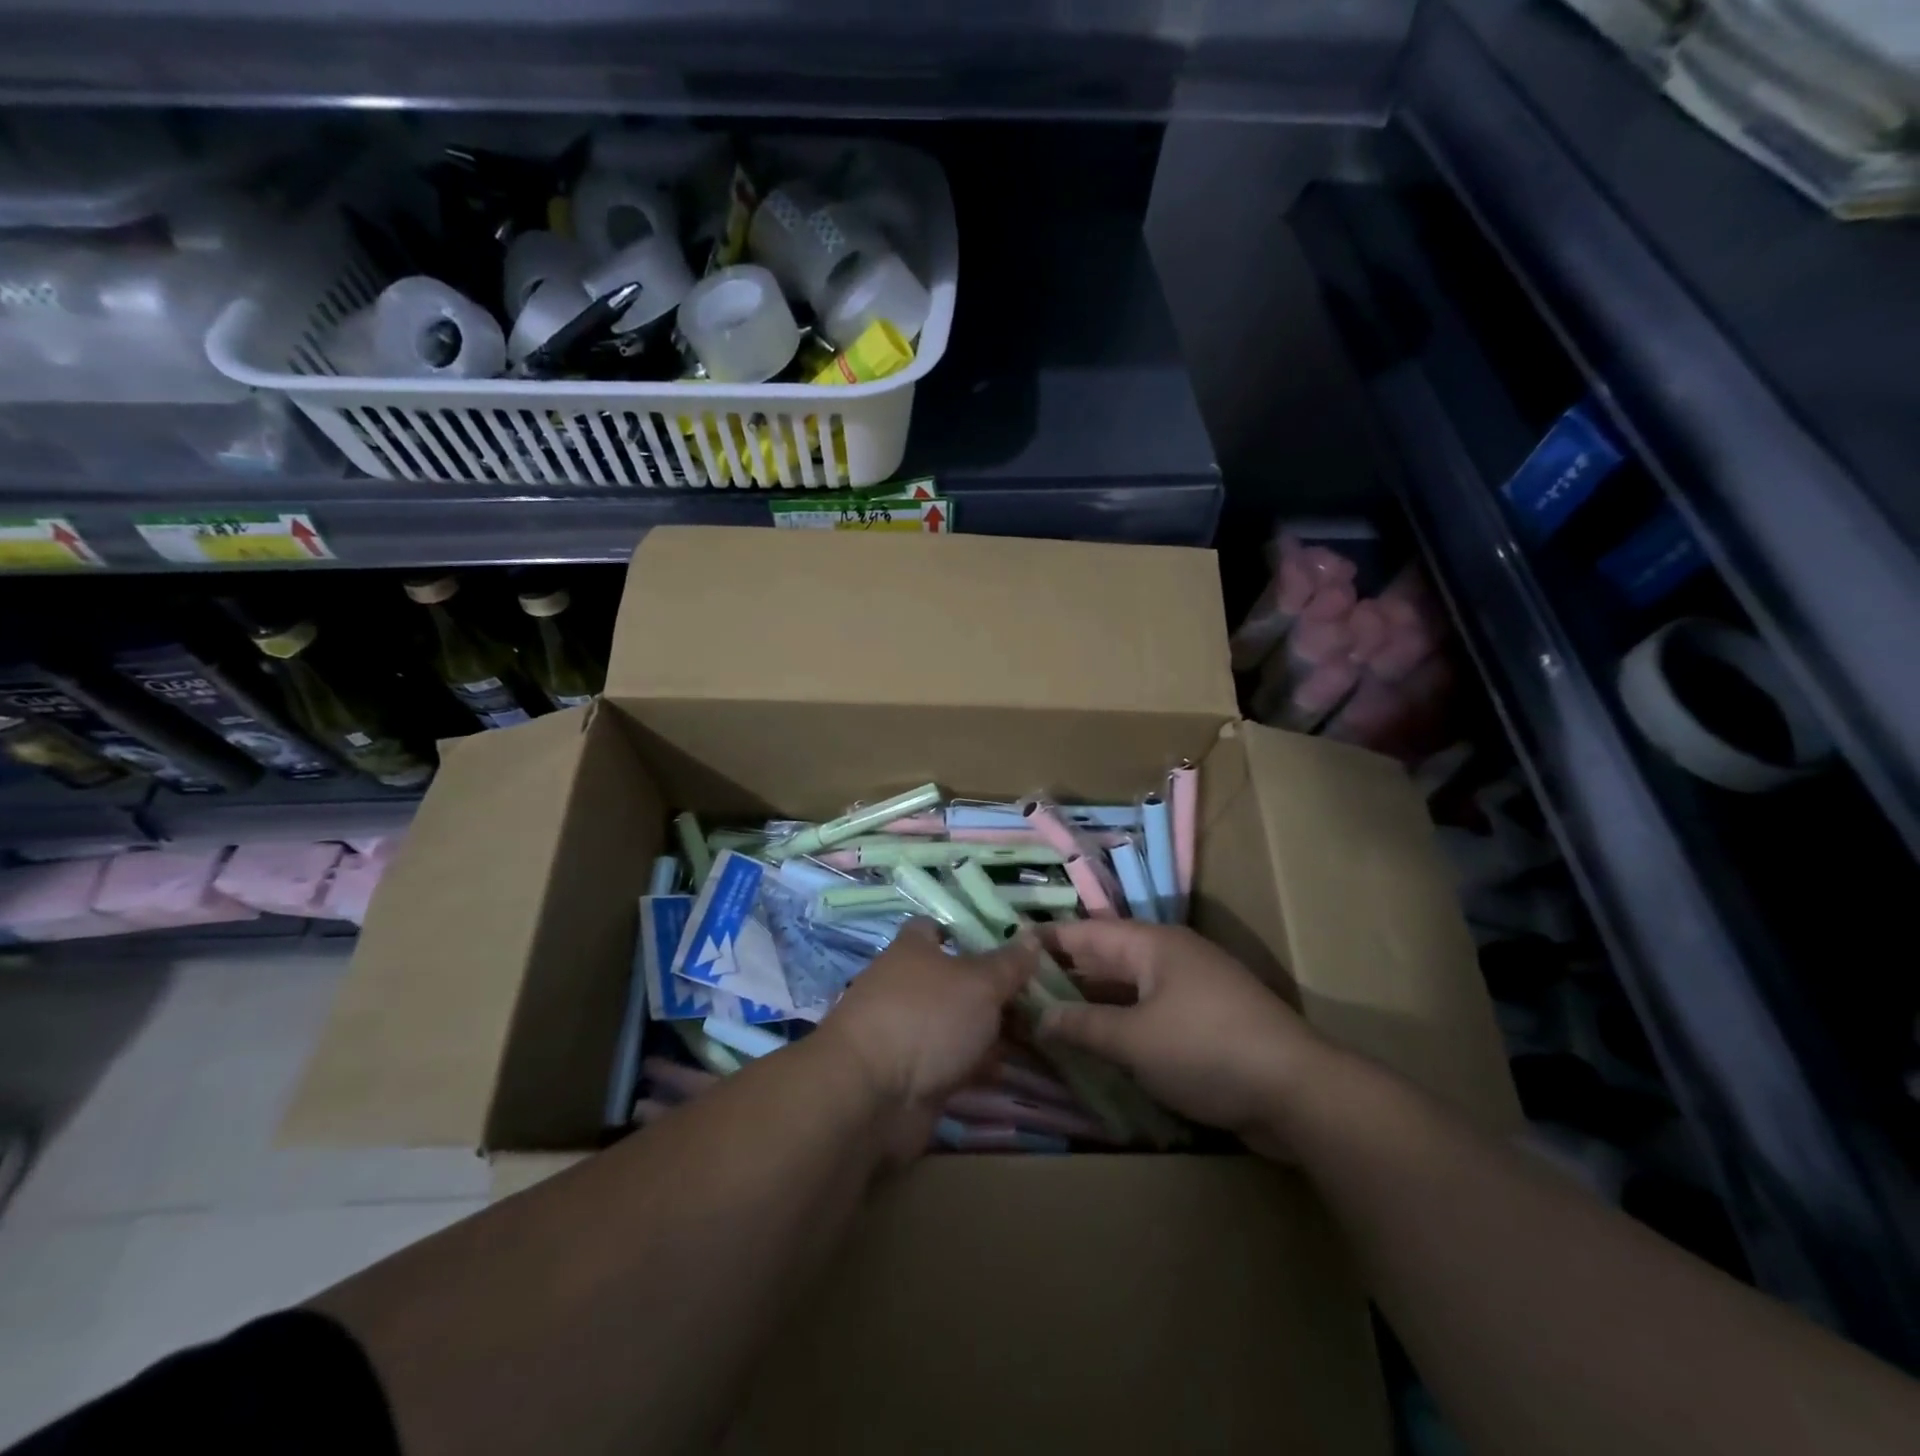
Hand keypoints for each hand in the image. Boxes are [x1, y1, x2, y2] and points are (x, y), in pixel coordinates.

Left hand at [815, 919, 1036, 1159]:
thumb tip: (1032, 937)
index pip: (937, 928)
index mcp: (913, 950)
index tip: (1008, 944)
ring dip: (989, 1031)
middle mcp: (906, 985)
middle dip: (992, 989)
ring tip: (1038, 1034)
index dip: (968, 932)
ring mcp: (908, 1031)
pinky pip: (953, 1062)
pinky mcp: (912, 1074)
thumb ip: (1008, 963)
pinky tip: (1009, 1069)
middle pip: (955, 979)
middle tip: (1039, 996)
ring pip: (957, 1023)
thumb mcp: (979, 983)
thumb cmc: (926, 1017)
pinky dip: (977, 1065)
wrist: (873, 1094)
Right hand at [1035, 921, 1330, 1158]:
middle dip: (1063, 976)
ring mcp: (1190, 989)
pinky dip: (1120, 1025)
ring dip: (1091, 1004)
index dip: (1046, 942)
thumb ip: (1083, 1025)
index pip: (1085, 933)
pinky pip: (1148, 1013)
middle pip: (1105, 959)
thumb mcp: (1135, 1039)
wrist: (1299, 1092)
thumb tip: (1039, 1018)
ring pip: (1126, 989)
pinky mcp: (1205, 1022)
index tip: (1007, 951)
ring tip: (1045, 1020)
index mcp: (1152, 944)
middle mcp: (1169, 957)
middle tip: (1016, 993)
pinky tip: (1096, 1046)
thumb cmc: (1207, 1050)